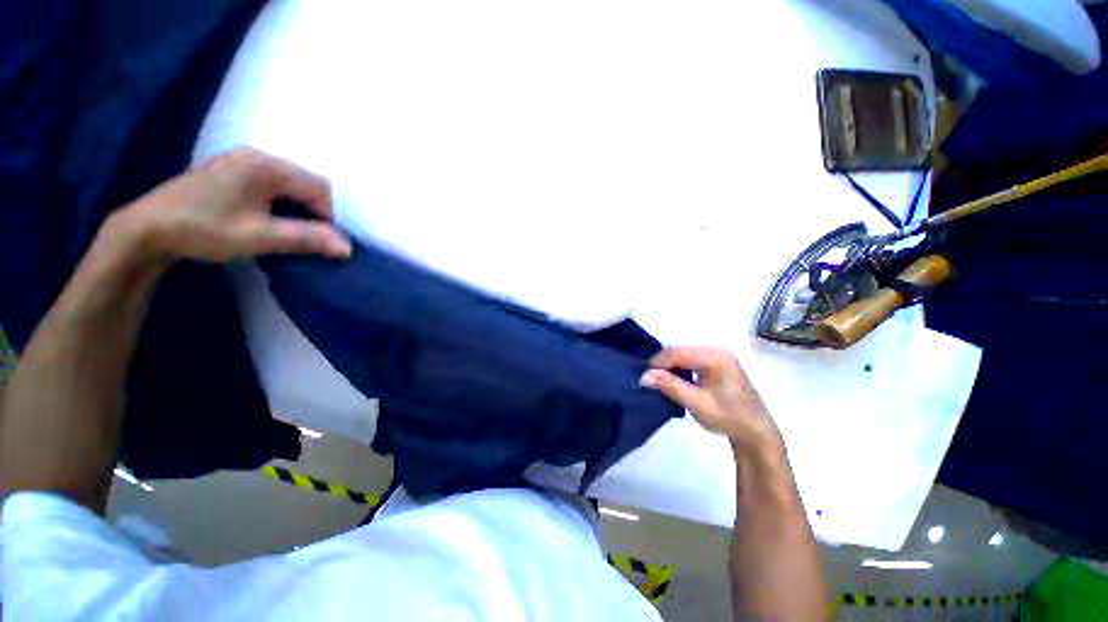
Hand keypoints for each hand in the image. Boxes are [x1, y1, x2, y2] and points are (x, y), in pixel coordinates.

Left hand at [115, 146, 351, 263]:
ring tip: (281, 228)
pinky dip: (278, 200)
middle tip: (299, 235)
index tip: (317, 239)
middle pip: (305, 182)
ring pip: (288, 182)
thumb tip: (347, 247)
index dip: (327, 215)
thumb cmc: (204, 229)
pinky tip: (262, 216)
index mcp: (266, 166)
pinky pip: (269, 181)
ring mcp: (239, 160)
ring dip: (295, 206)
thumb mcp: (260, 237)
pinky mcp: (228, 169)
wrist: (147, 229)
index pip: (319, 187)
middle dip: (312, 210)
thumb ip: (306, 238)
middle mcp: (256, 155)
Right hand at [640, 346, 779, 451]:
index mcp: (715, 357)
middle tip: (651, 380)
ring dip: (670, 365)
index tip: (644, 378)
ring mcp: (719, 353)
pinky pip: (691, 357)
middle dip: (663, 363)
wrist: (756, 431)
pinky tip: (677, 379)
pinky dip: (680, 366)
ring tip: (661, 381)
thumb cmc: (728, 418)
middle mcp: (717, 349)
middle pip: (679, 350)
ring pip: (683, 353)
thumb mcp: (696, 404)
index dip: (657, 363)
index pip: (676, 353)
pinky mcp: (718, 360)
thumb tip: (644, 375)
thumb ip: (670, 386)